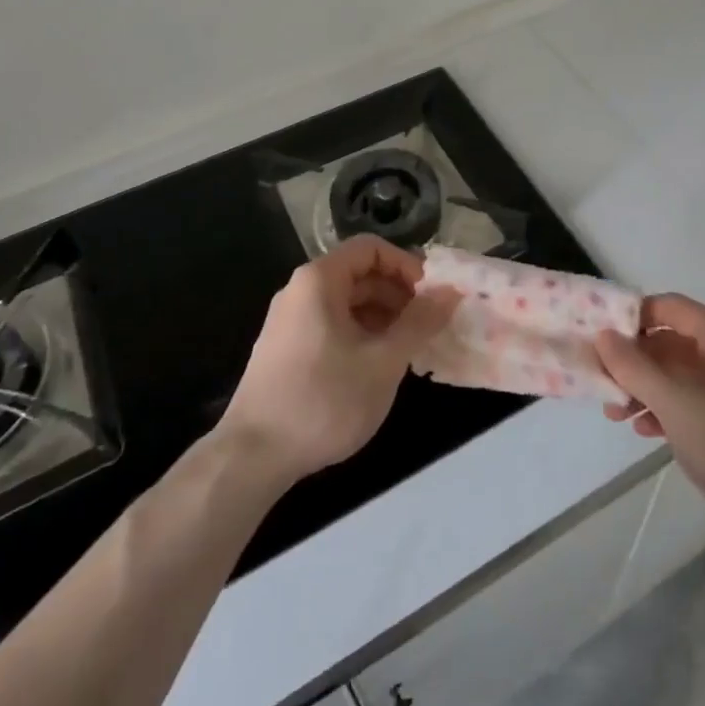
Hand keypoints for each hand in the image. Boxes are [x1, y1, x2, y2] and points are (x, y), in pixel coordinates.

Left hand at [218, 235, 457, 486]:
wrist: (252, 457)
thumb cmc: (324, 400)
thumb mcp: (383, 362)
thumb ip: (420, 322)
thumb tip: (451, 292)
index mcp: (320, 280)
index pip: (371, 249)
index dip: (406, 265)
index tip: (432, 296)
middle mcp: (301, 290)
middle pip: (359, 274)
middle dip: (398, 295)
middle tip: (428, 325)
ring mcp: (290, 320)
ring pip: (347, 303)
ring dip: (382, 318)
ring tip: (409, 349)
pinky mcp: (286, 349)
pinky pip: (332, 325)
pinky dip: (360, 335)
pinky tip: (378, 367)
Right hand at [595, 294, 704, 551]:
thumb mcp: (679, 409)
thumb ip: (636, 369)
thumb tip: (603, 334)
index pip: (668, 306)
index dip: (631, 317)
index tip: (599, 340)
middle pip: (670, 339)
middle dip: (633, 360)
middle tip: (602, 384)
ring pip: (677, 370)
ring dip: (645, 387)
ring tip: (616, 414)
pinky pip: (692, 396)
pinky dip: (666, 407)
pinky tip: (645, 431)